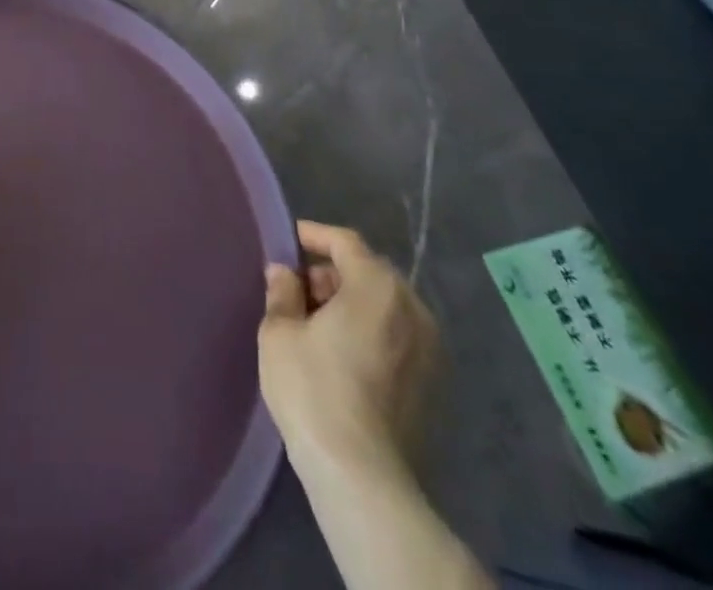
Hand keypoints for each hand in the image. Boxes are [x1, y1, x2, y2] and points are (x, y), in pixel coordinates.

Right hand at [258, 222, 439, 483]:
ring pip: (386, 305)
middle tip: (297, 289)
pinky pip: (398, 336)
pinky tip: (342, 353)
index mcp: (377, 287)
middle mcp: (413, 309)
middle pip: (370, 272)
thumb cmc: (314, 390)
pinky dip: (371, 330)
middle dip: (332, 273)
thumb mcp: (279, 332)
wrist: (362, 477)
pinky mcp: (433, 384)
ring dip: (352, 303)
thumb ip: (282, 292)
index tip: (288, 241)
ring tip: (316, 323)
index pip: (346, 242)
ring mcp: (430, 349)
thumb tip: (283, 272)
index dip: (314, 235)